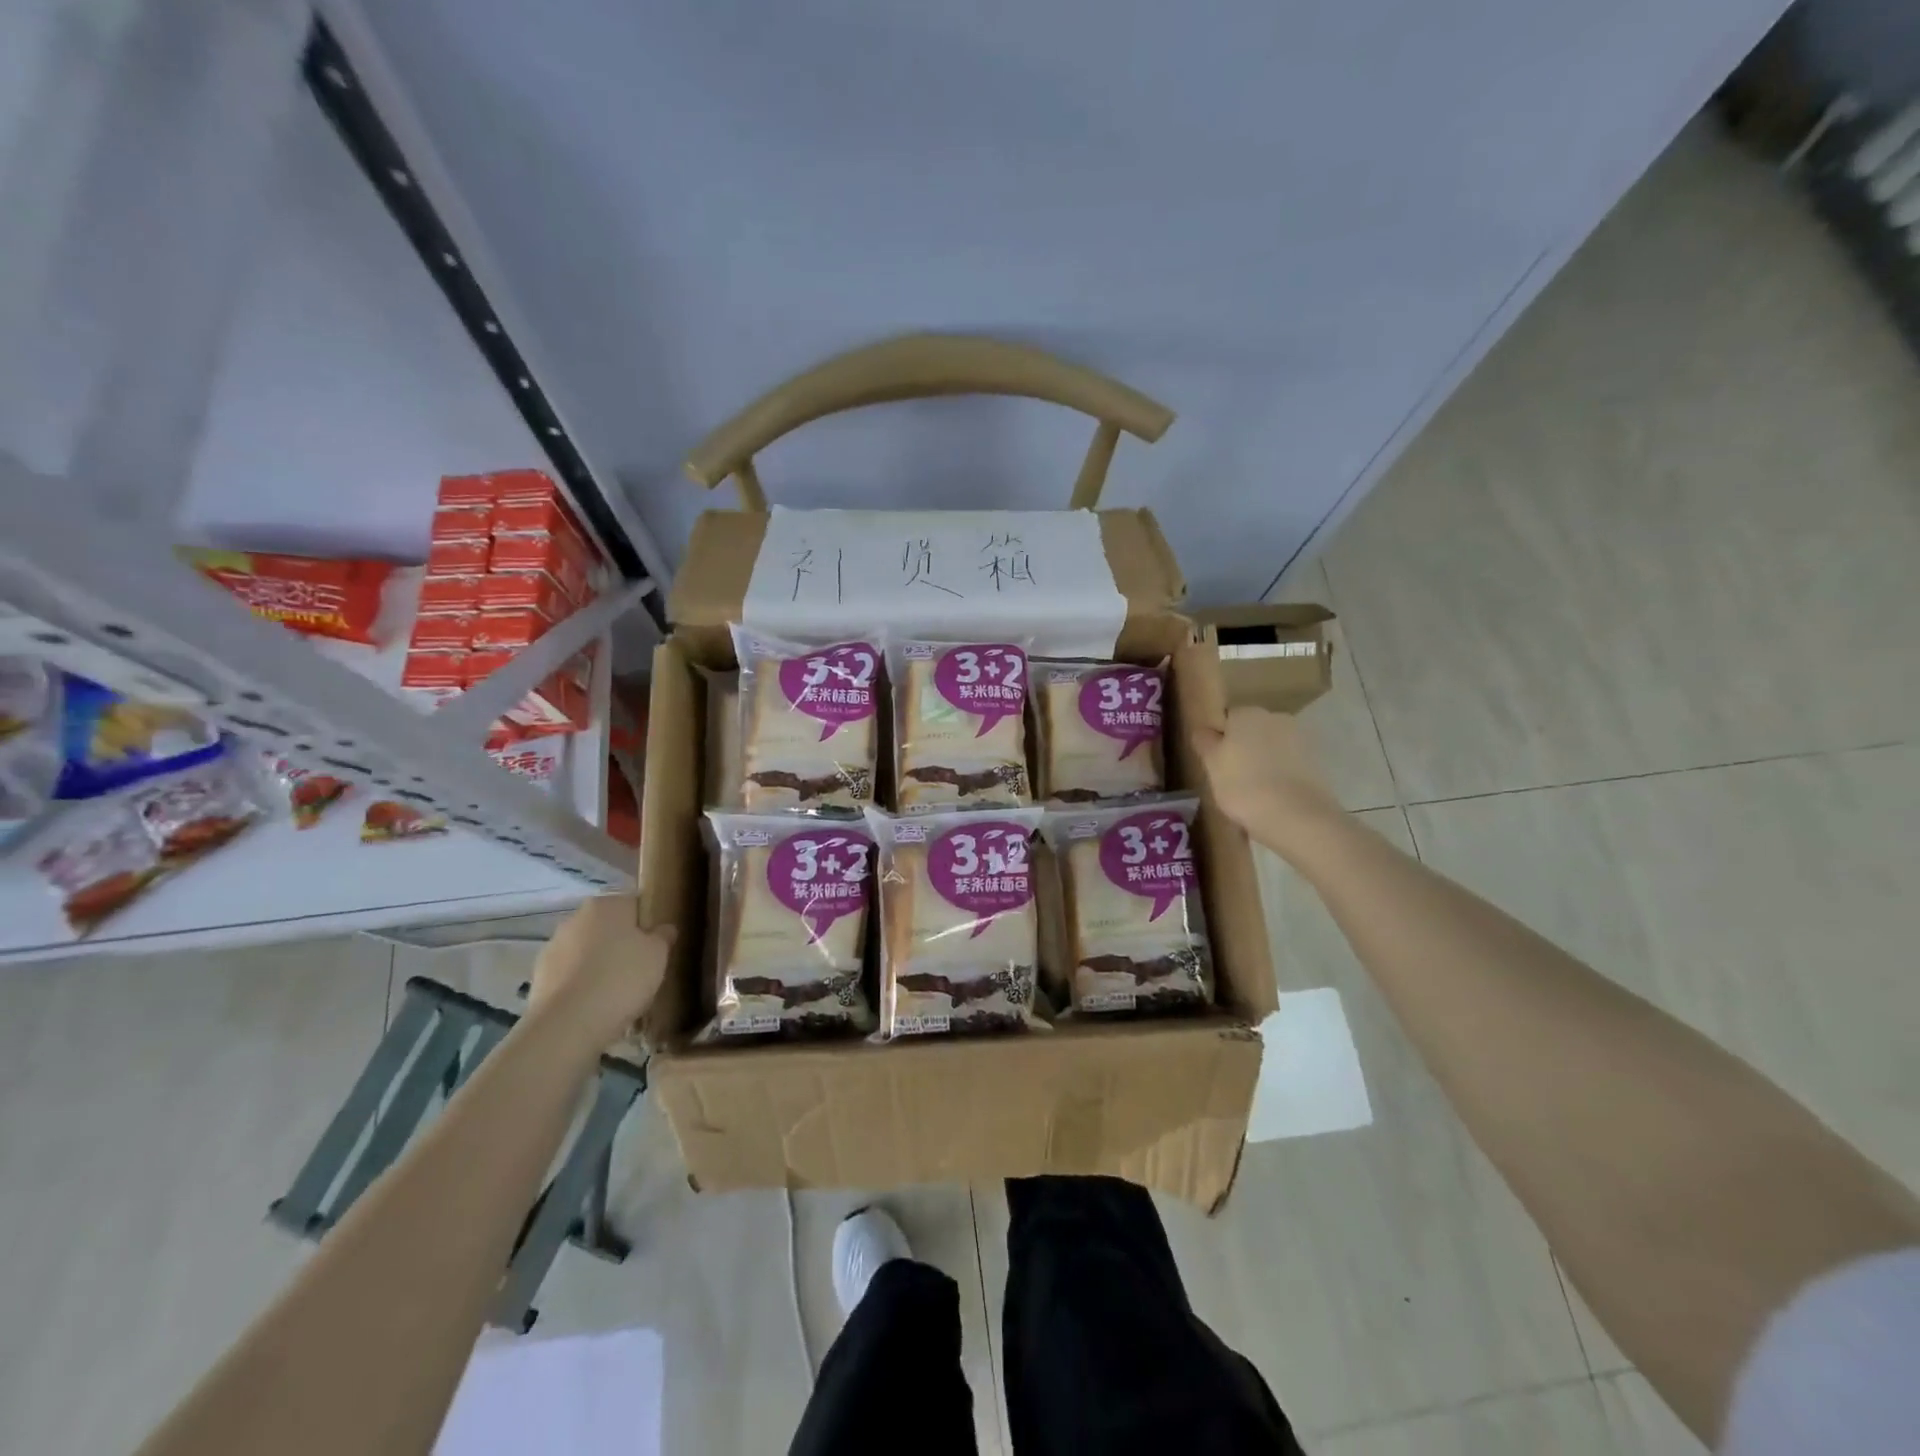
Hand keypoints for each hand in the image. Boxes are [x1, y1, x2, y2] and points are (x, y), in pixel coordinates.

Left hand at [528, 896, 673, 1042]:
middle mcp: (575, 918)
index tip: (658, 948)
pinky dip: (582, 986)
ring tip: (617, 994)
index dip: (649, 925)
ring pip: (587, 953)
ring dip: (599, 966)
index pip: (635, 905)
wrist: (568, 1025)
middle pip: (608, 928)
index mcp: (606, 904)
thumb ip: (663, 936)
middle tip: (641, 971)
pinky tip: (596, 1007)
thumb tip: (663, 929)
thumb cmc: (622, 978)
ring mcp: (552, 948)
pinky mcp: (539, 978)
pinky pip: (571, 976)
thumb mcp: (658, 955)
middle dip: (622, 945)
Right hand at [1191, 707, 1346, 857]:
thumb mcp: (1211, 765)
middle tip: (1231, 779)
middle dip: (1243, 749)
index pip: (1227, 719)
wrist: (1297, 816)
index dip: (1219, 741)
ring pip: (1272, 748)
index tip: (1215, 764)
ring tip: (1254, 792)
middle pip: (1252, 731)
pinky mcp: (1317, 763)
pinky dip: (1281, 775)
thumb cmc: (1243, 786)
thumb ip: (1205, 742)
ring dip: (1263, 762)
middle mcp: (1276, 718)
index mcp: (1247, 713)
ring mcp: (1300, 739)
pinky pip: (1289, 765)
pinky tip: (1274, 798)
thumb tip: (1204, 731)